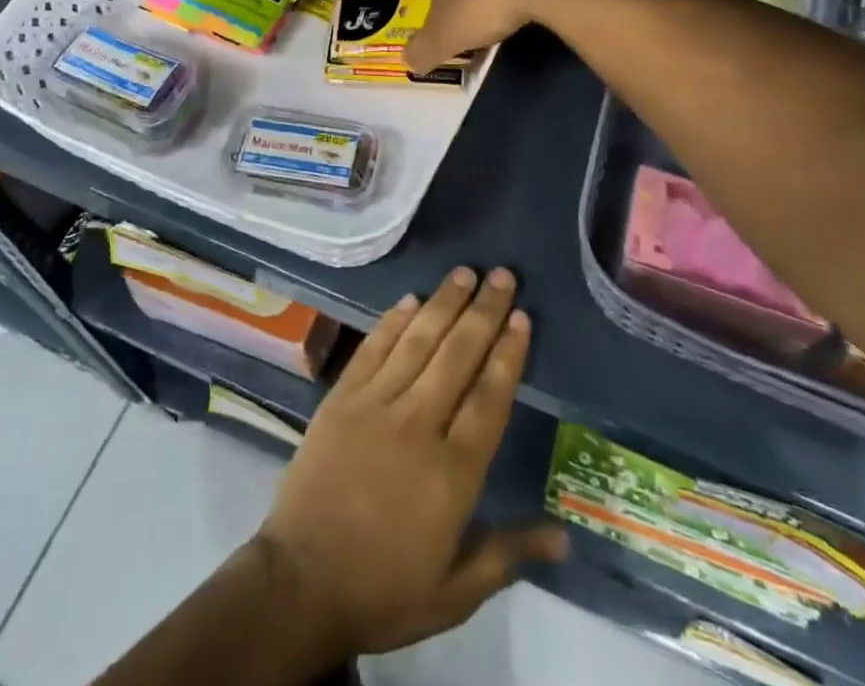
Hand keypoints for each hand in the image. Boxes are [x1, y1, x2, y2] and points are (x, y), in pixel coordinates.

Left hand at [255, 268, 567, 657]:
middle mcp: (418, 425)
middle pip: (458, 355)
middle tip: (503, 275)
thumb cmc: (383, 590)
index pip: (489, 398)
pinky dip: (393, 321)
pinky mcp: (342, 398)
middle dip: (484, 312)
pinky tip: (411, 298)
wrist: (300, 584)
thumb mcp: (454, 591)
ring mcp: (376, 405)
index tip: (522, 317)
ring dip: (444, 303)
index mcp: (453, 473)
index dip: (508, 354)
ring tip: (465, 272)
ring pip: (418, 341)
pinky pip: (373, 349)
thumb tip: (564, 534)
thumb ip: (508, 553)